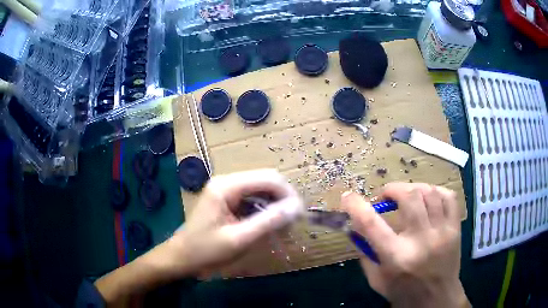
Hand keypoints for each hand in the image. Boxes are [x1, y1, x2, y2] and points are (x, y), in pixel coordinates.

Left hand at [165, 169, 303, 275]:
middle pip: (266, 181)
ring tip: (282, 229)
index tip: (299, 215)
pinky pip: (253, 199)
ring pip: (262, 190)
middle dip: (282, 200)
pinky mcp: (228, 199)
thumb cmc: (206, 250)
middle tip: (291, 224)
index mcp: (227, 186)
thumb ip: (268, 221)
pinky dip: (264, 211)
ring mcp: (227, 189)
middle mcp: (227, 181)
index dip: (288, 194)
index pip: (268, 178)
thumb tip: (297, 207)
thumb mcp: (239, 239)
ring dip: (275, 207)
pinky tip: (268, 227)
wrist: (182, 257)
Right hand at [342, 183, 468, 307]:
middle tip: (386, 196)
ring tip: (407, 196)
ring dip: (413, 189)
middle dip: (392, 189)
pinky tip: (428, 198)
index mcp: (397, 257)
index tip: (348, 197)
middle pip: (409, 197)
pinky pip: (449, 197)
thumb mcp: (377, 280)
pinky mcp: (455, 228)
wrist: (437, 299)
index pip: (372, 224)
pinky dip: (436, 191)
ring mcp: (442, 232)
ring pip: (429, 192)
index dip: (356, 206)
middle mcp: (421, 241)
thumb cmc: (404, 293)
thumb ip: (366, 254)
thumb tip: (356, 228)